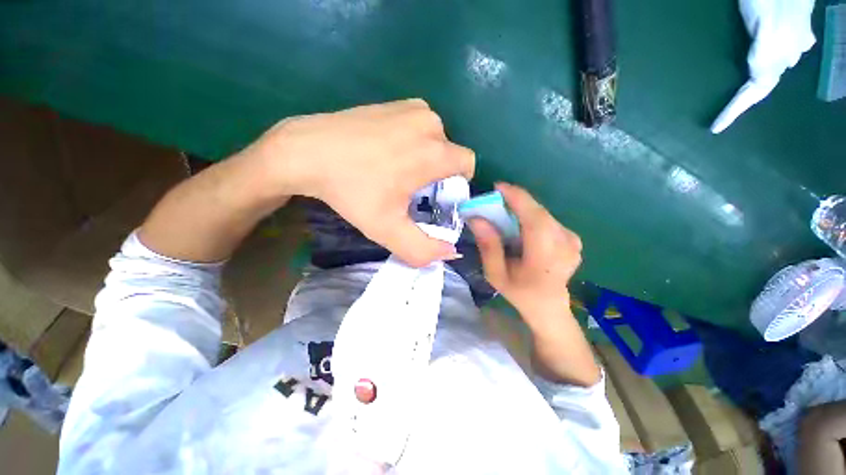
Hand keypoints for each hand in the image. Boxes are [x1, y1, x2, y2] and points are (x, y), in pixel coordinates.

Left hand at [245, 99, 474, 266]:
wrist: (307, 152)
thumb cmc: (352, 191)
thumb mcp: (388, 229)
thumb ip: (422, 249)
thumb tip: (451, 252)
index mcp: (434, 151)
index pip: (468, 165)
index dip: (456, 185)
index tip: (434, 197)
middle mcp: (430, 123)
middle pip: (449, 155)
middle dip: (438, 174)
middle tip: (408, 190)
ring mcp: (411, 108)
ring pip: (434, 140)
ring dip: (425, 158)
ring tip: (395, 170)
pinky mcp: (394, 103)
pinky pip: (418, 127)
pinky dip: (412, 141)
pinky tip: (386, 151)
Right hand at [469, 183, 582, 328]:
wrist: (548, 307)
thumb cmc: (519, 293)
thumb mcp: (496, 274)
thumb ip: (488, 246)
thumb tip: (477, 218)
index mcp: (546, 257)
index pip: (534, 218)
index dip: (517, 198)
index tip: (498, 187)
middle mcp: (565, 244)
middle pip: (538, 212)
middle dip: (515, 201)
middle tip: (495, 200)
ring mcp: (572, 240)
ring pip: (543, 214)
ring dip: (522, 209)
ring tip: (504, 213)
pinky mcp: (573, 238)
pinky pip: (547, 219)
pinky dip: (531, 216)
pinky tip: (520, 226)